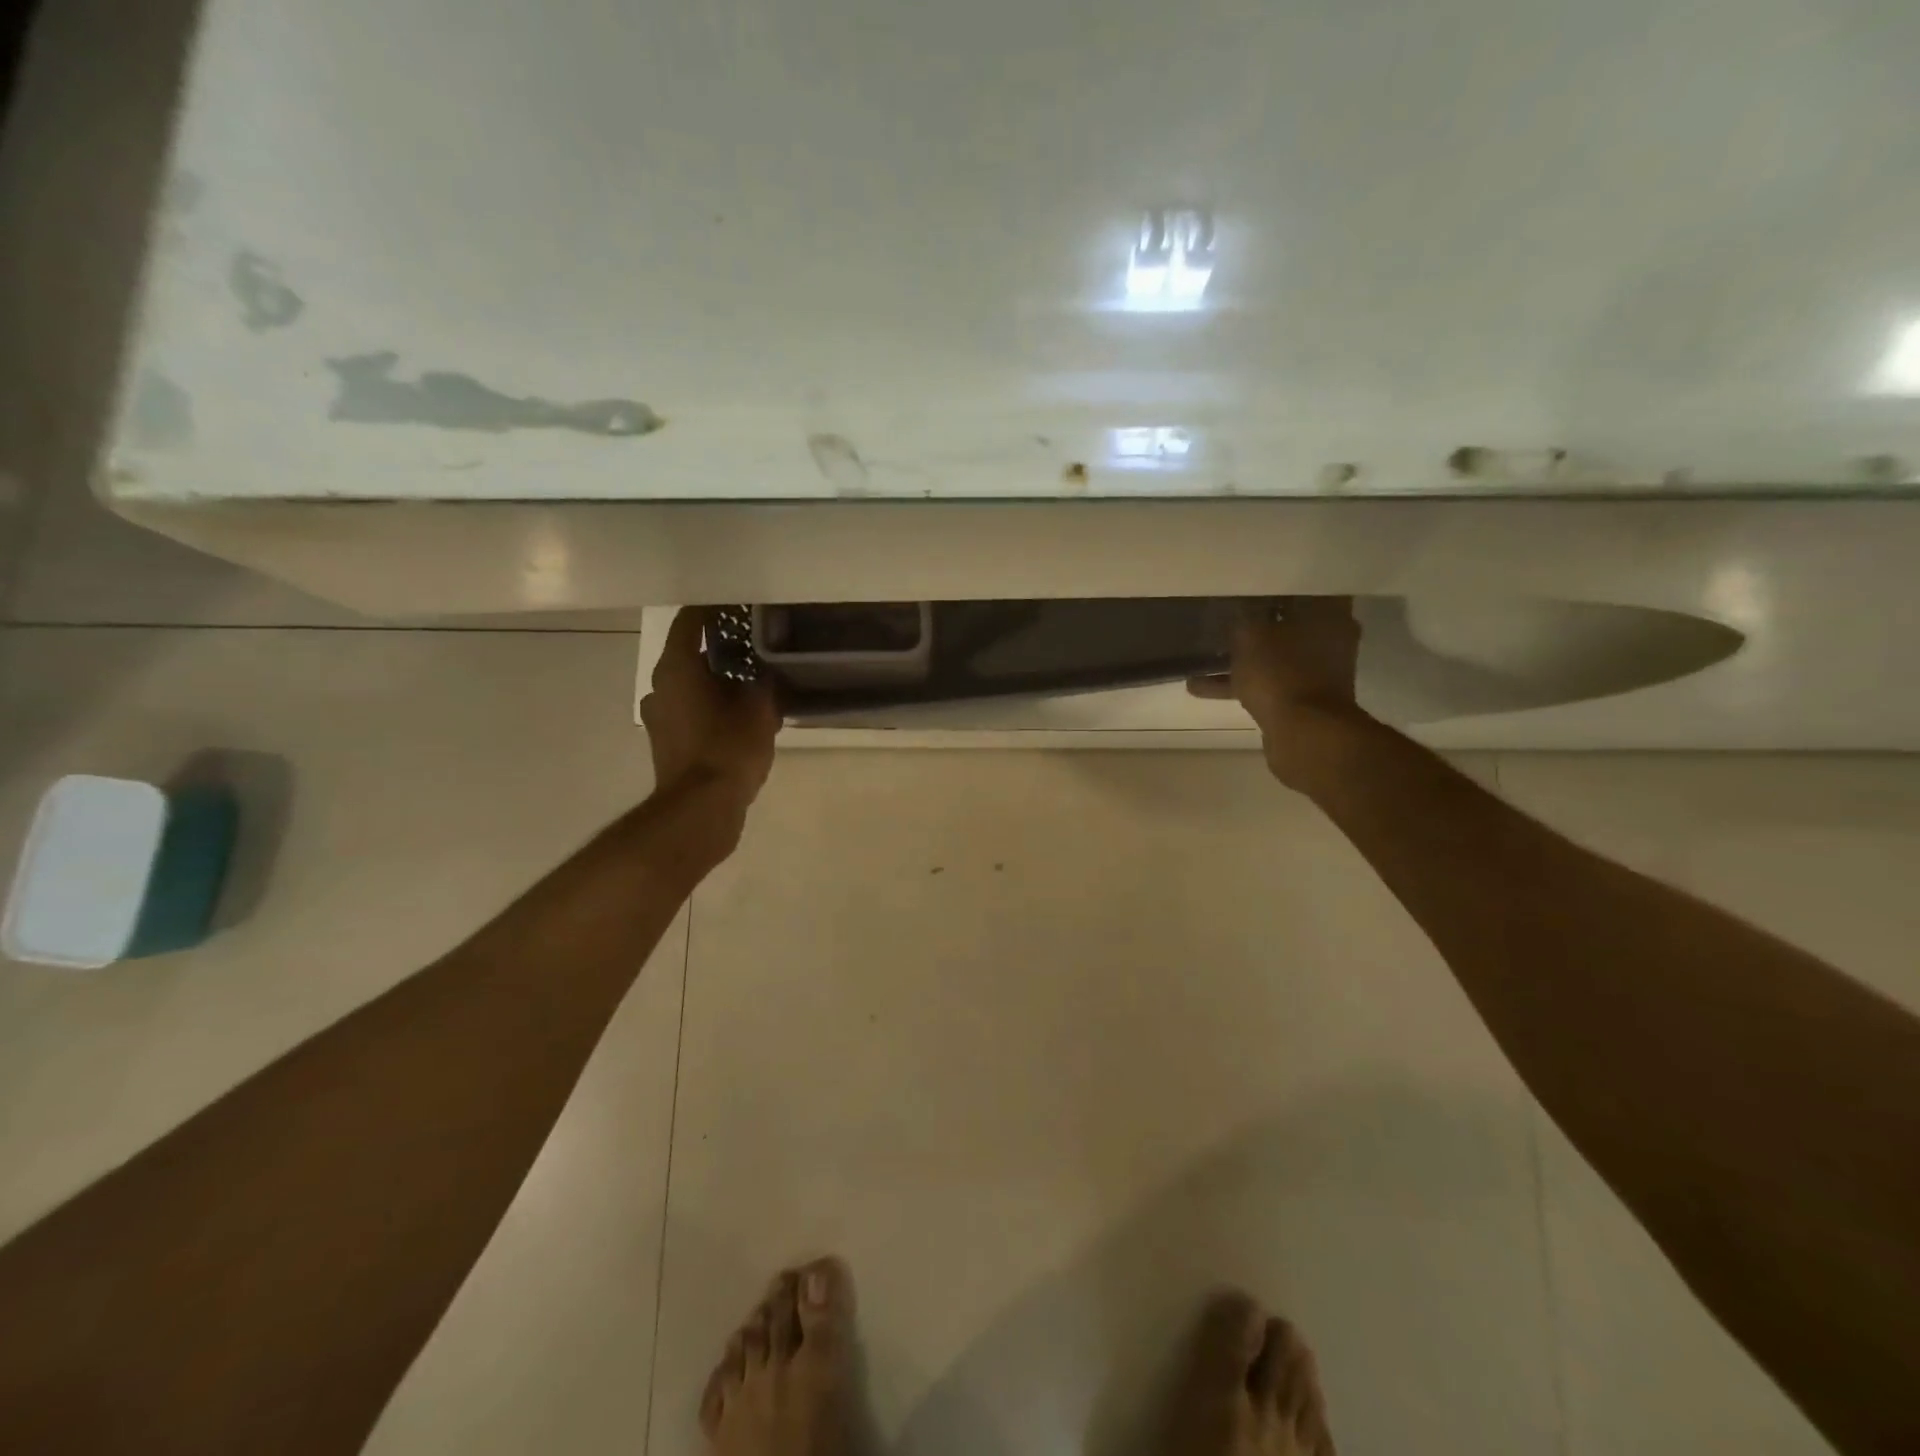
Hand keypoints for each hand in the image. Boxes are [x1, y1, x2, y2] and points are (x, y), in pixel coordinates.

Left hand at [640, 609, 780, 811]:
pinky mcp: (666, 741)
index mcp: (677, 667)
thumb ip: (764, 682)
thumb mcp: (760, 709)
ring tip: (754, 685)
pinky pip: (691, 711)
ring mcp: (659, 716)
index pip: (691, 620)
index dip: (715, 609)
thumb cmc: (728, 749)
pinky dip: (712, 707)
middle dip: (723, 649)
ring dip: (718, 682)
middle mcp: (660, 685)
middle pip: (691, 654)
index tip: (740, 605)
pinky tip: (741, 717)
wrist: (701, 810)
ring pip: (692, 685)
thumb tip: (766, 672)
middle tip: (758, 647)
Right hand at [1188, 598, 1366, 790]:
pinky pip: (1266, 682)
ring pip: (1274, 655)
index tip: (1250, 582)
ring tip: (1206, 653)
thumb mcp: (1250, 635)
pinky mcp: (1301, 700)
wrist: (1304, 735)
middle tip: (1227, 613)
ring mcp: (1317, 673)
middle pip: (1289, 622)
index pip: (1305, 586)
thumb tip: (1237, 608)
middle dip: (1258, 621)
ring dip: (1244, 656)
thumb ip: (1242, 618)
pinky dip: (1239, 683)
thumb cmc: (1281, 673)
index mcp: (1329, 615)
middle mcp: (1330, 640)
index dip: (1276, 584)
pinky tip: (1199, 686)